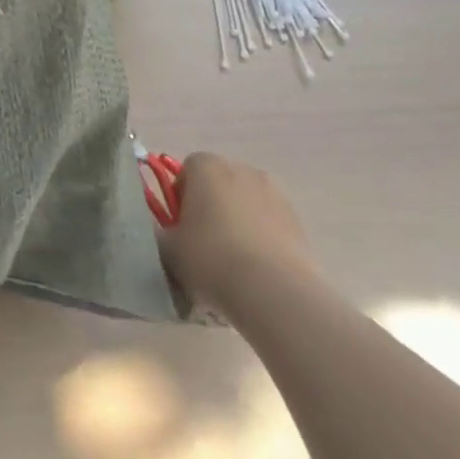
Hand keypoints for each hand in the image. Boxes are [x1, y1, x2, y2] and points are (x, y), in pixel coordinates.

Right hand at [156, 153, 323, 320]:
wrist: (274, 292)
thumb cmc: (211, 258)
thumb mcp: (168, 248)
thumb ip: (160, 232)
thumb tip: (161, 232)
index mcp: (206, 166)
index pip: (187, 170)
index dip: (180, 197)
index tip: (180, 226)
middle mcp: (241, 169)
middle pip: (219, 183)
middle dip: (211, 206)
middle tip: (203, 242)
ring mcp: (275, 194)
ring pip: (246, 203)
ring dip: (239, 221)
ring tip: (234, 260)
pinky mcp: (298, 222)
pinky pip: (270, 224)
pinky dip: (262, 238)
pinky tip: (257, 270)